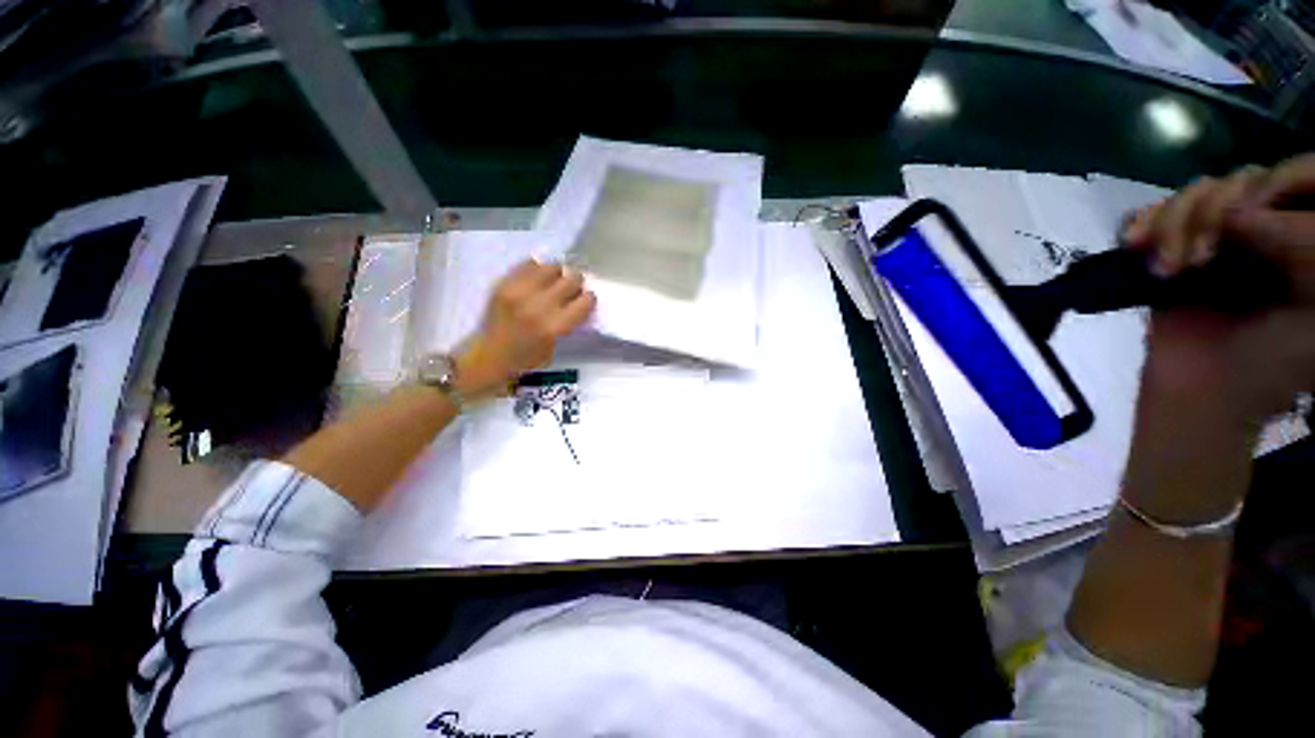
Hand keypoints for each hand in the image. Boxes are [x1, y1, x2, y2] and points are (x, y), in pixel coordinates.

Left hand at [455, 259, 595, 397]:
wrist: (487, 357)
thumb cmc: (526, 360)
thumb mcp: (555, 346)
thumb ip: (568, 322)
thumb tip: (578, 300)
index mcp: (554, 327)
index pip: (585, 300)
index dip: (588, 299)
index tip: (584, 301)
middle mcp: (538, 307)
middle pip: (571, 280)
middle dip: (575, 285)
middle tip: (570, 291)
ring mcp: (519, 293)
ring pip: (552, 267)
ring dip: (557, 275)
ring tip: (552, 283)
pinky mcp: (504, 284)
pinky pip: (529, 264)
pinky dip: (537, 269)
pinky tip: (536, 279)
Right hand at [1122, 156, 1314, 425]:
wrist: (1206, 393)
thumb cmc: (1274, 360)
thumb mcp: (1314, 302)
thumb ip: (1304, 243)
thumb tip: (1247, 211)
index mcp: (1307, 236)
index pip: (1301, 175)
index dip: (1278, 182)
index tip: (1252, 217)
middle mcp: (1267, 227)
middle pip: (1243, 179)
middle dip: (1214, 211)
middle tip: (1202, 258)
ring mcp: (1218, 238)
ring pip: (1197, 192)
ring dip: (1173, 225)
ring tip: (1168, 270)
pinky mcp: (1173, 251)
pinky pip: (1153, 211)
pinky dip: (1141, 222)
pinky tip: (1134, 246)